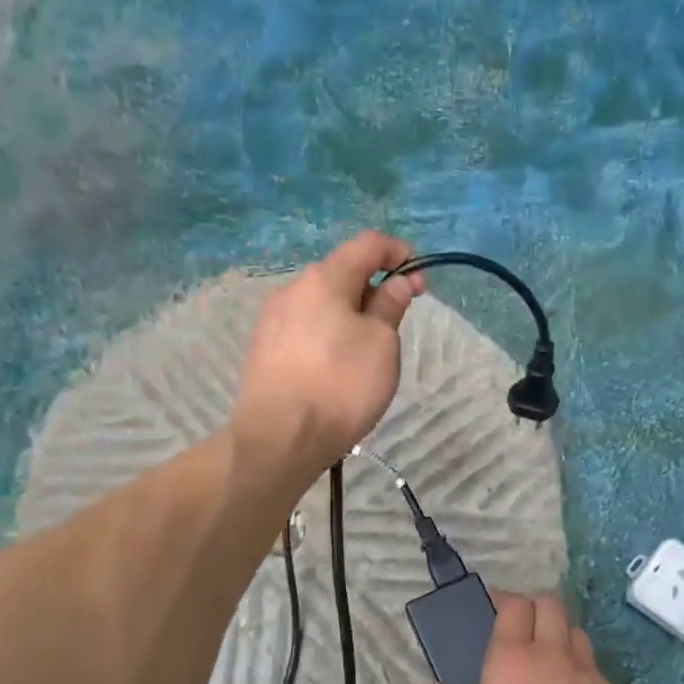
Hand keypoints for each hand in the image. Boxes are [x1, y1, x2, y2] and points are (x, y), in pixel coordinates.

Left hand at [231, 231, 425, 478]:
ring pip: (322, 305)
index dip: (398, 253)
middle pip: (341, 275)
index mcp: (324, 279)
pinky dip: (328, 336)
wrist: (279, 439)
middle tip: (396, 325)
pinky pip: (305, 330)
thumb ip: (390, 306)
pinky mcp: (264, 350)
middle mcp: (292, 290)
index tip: (419, 280)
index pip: (367, 244)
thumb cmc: (340, 386)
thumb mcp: (381, 344)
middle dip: (373, 290)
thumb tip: (396, 283)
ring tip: (367, 354)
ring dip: (350, 316)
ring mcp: (272, 321)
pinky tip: (336, 369)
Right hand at [421, 593, 630, 683]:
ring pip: (578, 635)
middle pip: (551, 604)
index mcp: (512, 656)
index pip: (515, 604)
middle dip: (536, 609)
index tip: (496, 611)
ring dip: (562, 639)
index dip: (505, 601)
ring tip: (551, 663)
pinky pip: (598, 674)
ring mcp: (589, 675)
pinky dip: (585, 679)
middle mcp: (553, 654)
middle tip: (524, 630)